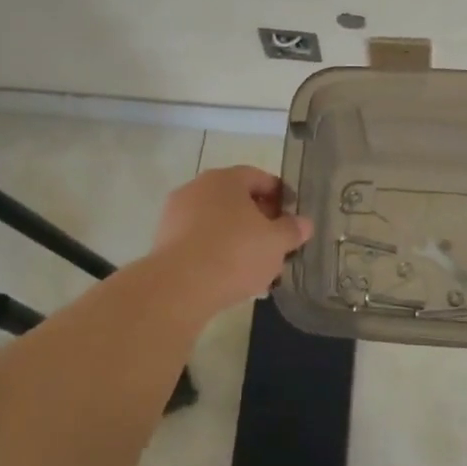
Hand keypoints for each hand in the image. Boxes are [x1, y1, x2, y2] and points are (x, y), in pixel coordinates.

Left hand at [150, 166, 312, 309]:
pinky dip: (216, 253)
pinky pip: (199, 242)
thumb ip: (292, 229)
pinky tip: (229, 276)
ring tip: (255, 265)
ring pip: (217, 222)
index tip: (292, 216)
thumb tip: (303, 223)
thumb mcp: (276, 242)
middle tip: (276, 242)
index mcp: (225, 179)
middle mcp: (197, 188)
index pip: (259, 177)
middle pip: (236, 199)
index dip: (280, 195)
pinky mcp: (163, 243)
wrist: (179, 288)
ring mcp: (176, 215)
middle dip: (258, 219)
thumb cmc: (235, 253)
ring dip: (237, 238)